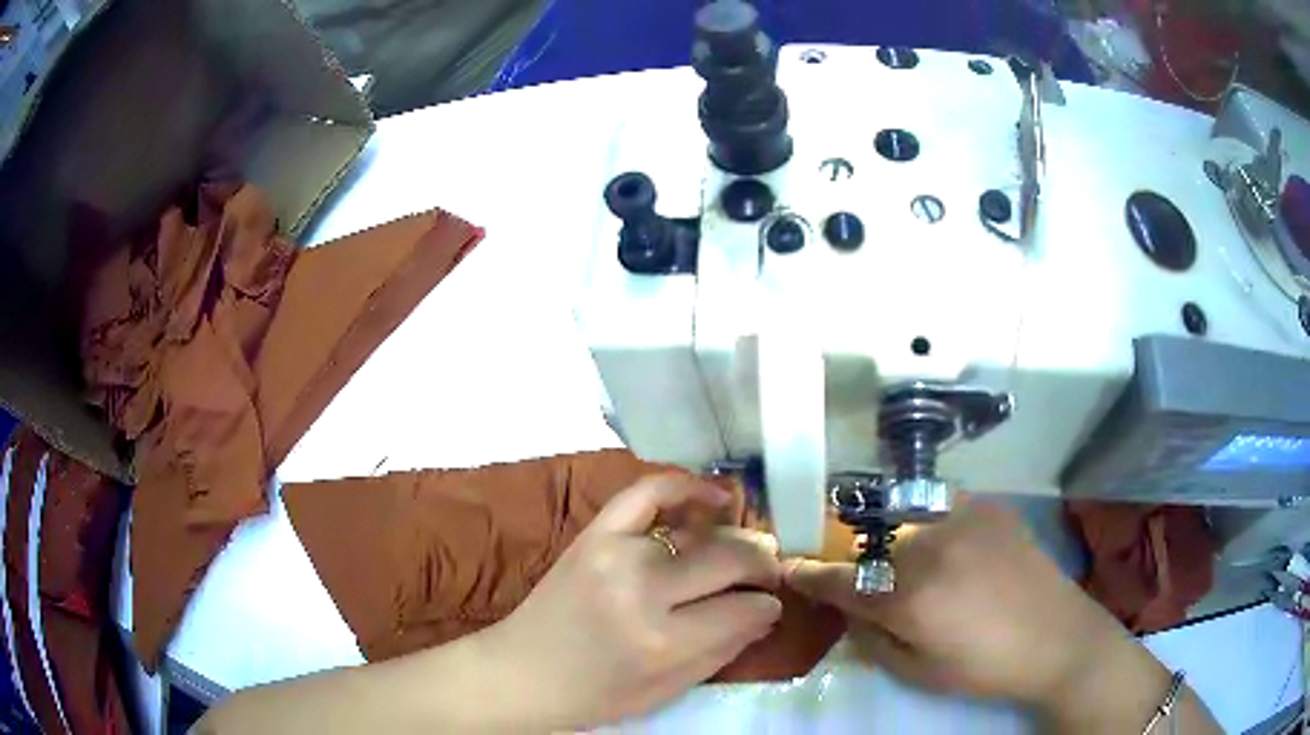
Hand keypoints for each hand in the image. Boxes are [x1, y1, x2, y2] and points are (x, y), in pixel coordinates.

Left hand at [482, 475, 782, 728]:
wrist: (523, 671)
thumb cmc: (596, 694)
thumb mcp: (667, 690)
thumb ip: (723, 650)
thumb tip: (766, 612)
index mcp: (661, 640)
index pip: (743, 608)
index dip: (767, 606)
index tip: (772, 605)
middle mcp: (643, 588)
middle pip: (729, 559)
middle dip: (762, 566)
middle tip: (768, 574)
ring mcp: (616, 551)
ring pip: (699, 532)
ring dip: (732, 538)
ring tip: (743, 548)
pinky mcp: (594, 532)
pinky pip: (648, 491)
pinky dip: (685, 486)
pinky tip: (714, 496)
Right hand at [784, 499, 1173, 723]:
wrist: (1057, 637)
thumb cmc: (983, 666)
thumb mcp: (916, 672)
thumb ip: (872, 637)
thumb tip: (850, 608)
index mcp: (909, 595)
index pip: (840, 579)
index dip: (810, 574)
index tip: (791, 568)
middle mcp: (929, 544)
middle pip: (872, 544)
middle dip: (864, 563)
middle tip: (879, 584)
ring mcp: (962, 516)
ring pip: (905, 519)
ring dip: (899, 541)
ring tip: (922, 566)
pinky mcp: (989, 504)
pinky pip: (942, 505)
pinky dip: (933, 523)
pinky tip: (954, 548)